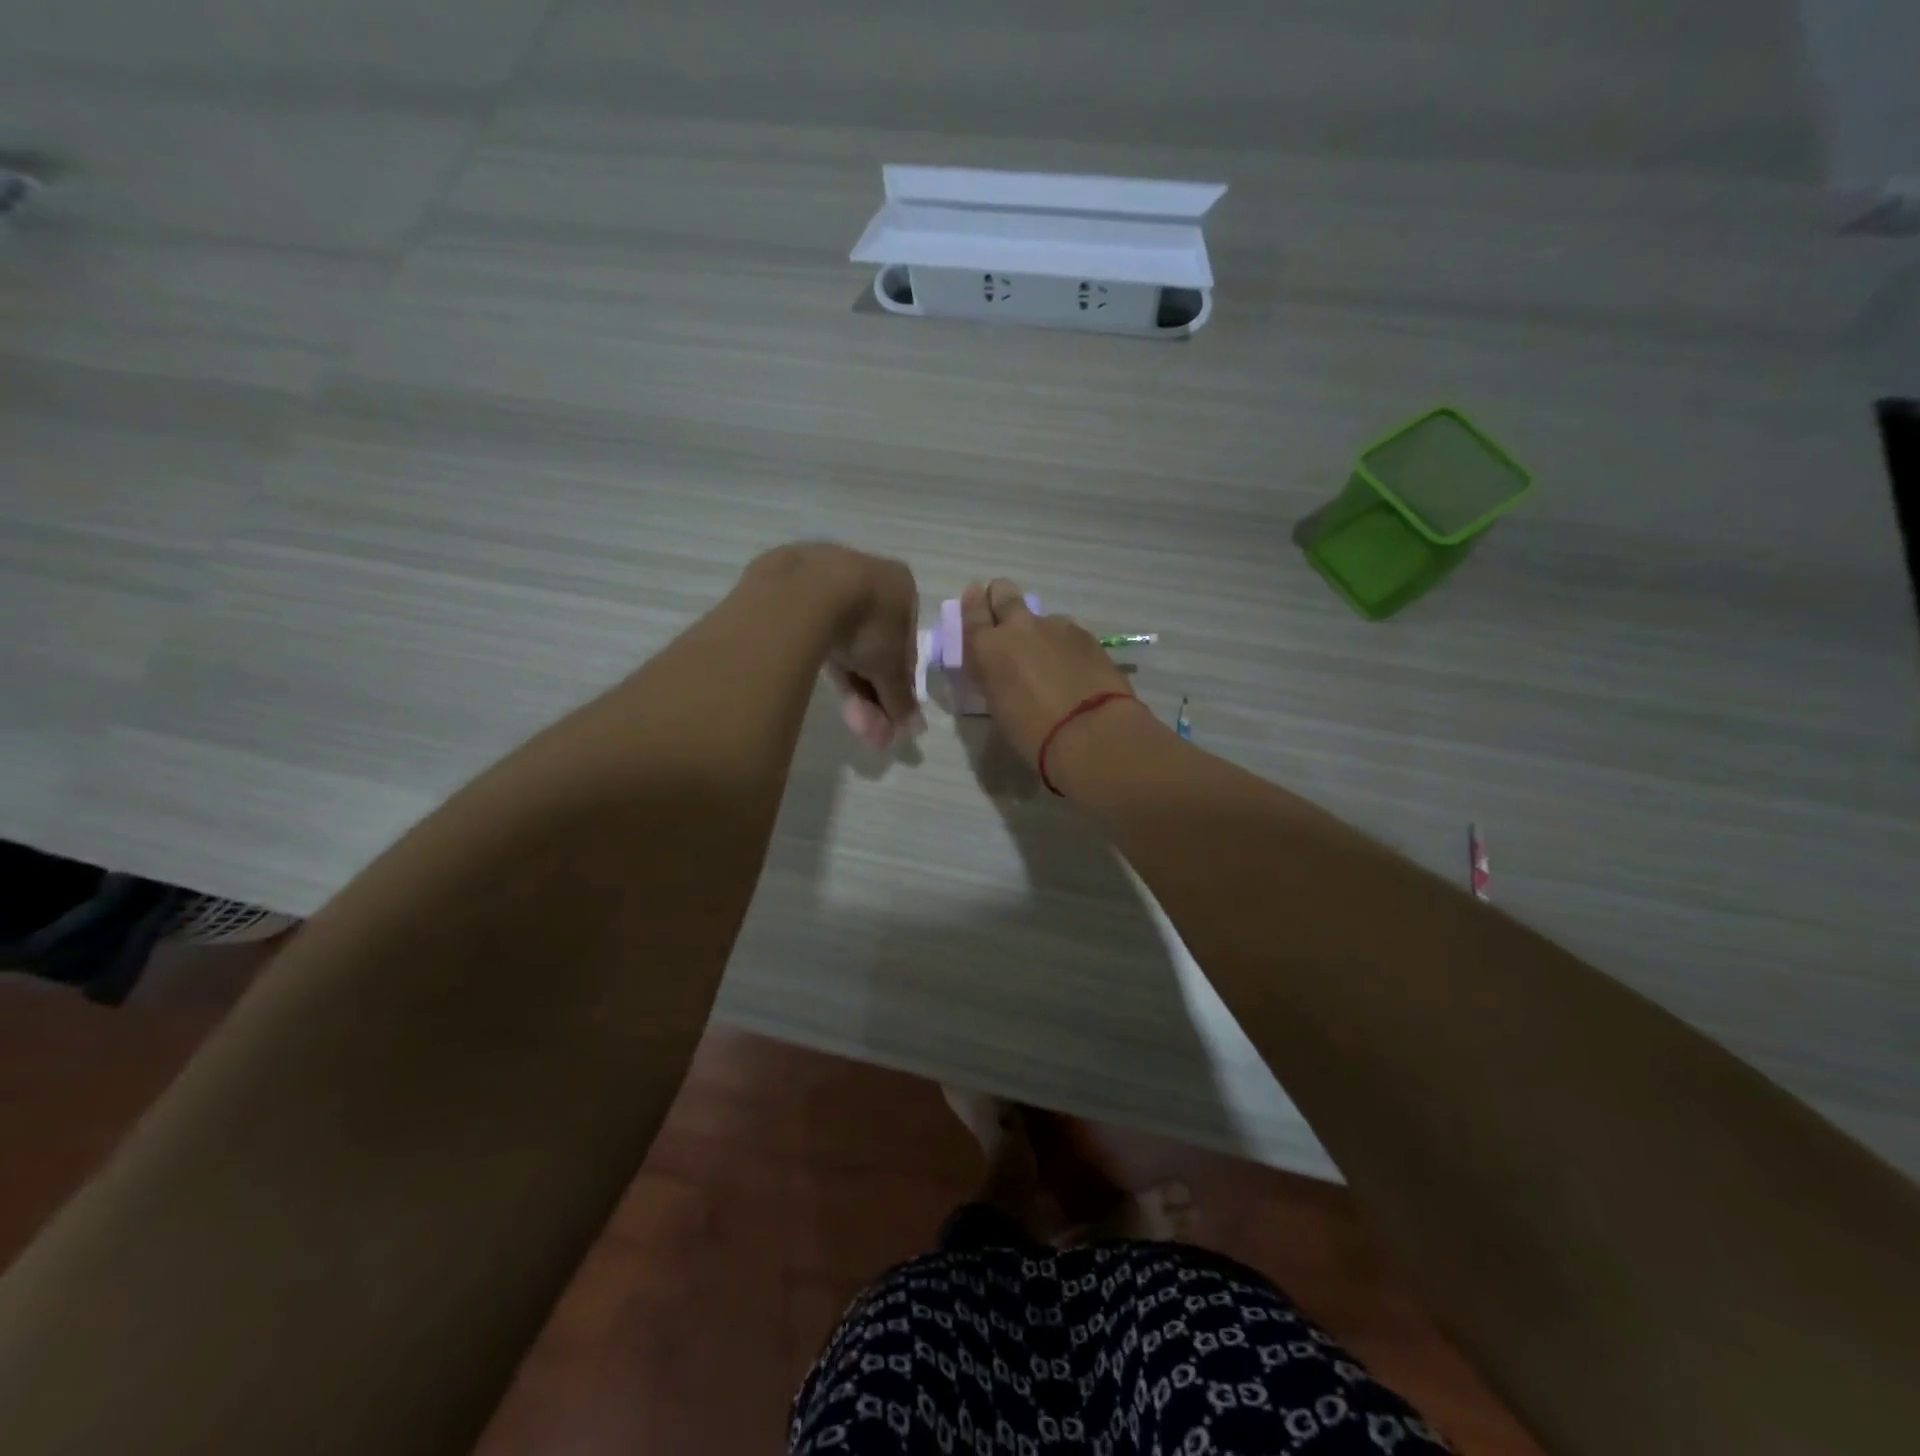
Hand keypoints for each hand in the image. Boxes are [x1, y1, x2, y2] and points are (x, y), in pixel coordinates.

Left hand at [751, 543, 923, 749]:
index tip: (888, 710)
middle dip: (868, 686)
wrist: (806, 592)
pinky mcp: (789, 581)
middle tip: (862, 722)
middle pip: (872, 641)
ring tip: (843, 712)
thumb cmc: (866, 623)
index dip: (898, 681)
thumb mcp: (890, 668)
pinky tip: (816, 678)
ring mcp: (826, 573)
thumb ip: (901, 697)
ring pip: (841, 635)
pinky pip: (812, 626)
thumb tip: (912, 727)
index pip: (905, 642)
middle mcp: (867, 572)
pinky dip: (819, 655)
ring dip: (846, 678)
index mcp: (901, 586)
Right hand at [959, 579, 1134, 765]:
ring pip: (1040, 617)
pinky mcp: (1085, 634)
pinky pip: (1066, 631)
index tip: (975, 597)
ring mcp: (1055, 626)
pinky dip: (1064, 644)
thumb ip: (993, 678)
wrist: (1090, 731)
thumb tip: (998, 668)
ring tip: (1049, 660)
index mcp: (989, 647)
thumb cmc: (1032, 732)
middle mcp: (1019, 627)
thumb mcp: (998, 707)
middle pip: (1004, 592)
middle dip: (1000, 598)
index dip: (972, 603)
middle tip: (1006, 617)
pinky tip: (1073, 667)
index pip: (973, 611)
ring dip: (1039, 631)